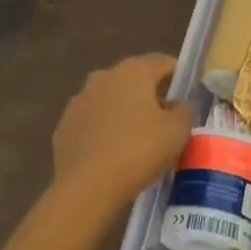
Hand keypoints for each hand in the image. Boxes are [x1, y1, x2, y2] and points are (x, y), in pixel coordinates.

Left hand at [51, 54, 192, 218]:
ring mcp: (80, 100)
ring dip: (125, 112)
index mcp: (133, 71)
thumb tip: (179, 104)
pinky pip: (93, 121)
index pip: (162, 62)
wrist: (85, 187)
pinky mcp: (65, 125)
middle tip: (165, 122)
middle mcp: (104, 76)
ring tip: (138, 140)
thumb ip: (185, 110)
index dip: (178, 76)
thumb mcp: (177, 131)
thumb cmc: (138, 151)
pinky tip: (113, 153)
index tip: (186, 97)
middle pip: (135, 79)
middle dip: (150, 95)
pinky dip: (105, 130)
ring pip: (111, 99)